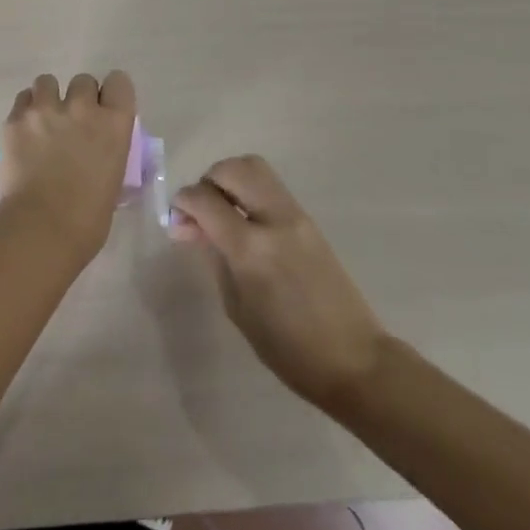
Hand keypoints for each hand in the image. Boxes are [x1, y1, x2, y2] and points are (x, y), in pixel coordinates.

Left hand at [0, 71, 137, 269]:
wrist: (41, 230)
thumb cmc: (87, 220)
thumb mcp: (113, 180)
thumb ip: (108, 153)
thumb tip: (98, 152)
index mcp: (114, 124)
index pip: (119, 82)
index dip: (111, 94)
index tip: (105, 109)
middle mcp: (82, 107)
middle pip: (83, 81)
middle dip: (79, 98)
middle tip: (72, 123)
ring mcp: (46, 110)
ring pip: (47, 82)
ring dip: (49, 98)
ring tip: (44, 122)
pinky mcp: (15, 119)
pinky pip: (23, 99)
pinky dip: (26, 111)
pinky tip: (25, 132)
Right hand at [171, 156, 389, 413]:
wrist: (354, 360)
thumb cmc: (287, 348)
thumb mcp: (236, 306)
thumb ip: (214, 257)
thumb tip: (193, 227)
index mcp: (251, 248)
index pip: (205, 199)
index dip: (183, 202)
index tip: (176, 219)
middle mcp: (274, 220)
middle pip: (234, 169)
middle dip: (208, 181)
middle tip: (200, 211)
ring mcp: (297, 216)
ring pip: (255, 169)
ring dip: (230, 180)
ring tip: (221, 212)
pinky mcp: (309, 221)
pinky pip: (271, 188)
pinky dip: (249, 192)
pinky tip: (243, 222)